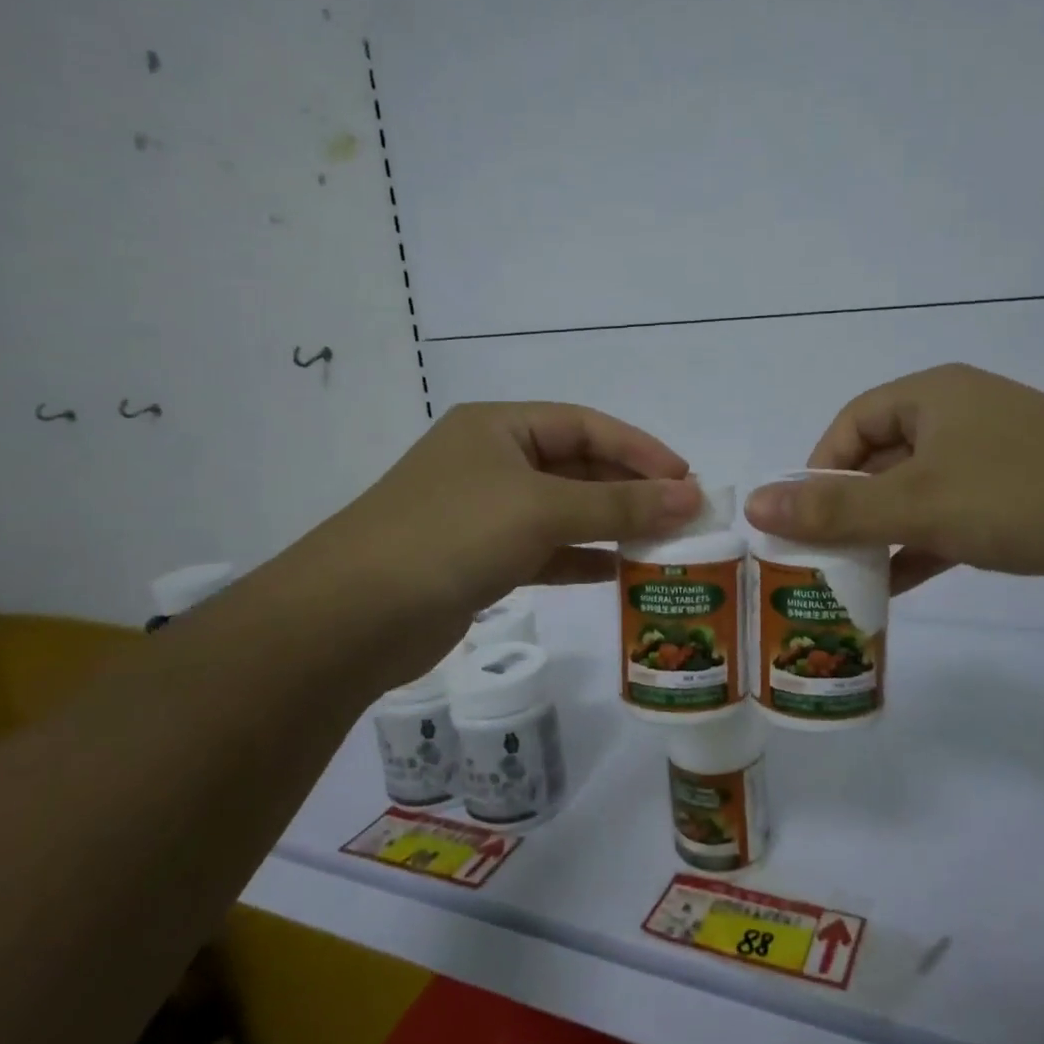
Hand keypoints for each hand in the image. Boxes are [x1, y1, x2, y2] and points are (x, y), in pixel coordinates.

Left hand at [278, 402, 700, 673]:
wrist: (352, 617)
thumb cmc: (452, 536)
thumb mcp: (542, 509)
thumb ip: (620, 504)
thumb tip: (691, 497)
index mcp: (499, 427)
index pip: (586, 426)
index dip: (640, 449)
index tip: (686, 479)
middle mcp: (491, 461)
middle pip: (577, 467)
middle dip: (630, 489)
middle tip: (682, 515)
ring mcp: (483, 512)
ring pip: (563, 510)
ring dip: (610, 524)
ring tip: (662, 543)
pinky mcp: (479, 559)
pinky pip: (544, 549)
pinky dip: (580, 557)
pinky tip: (617, 571)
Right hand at [743, 364, 1043, 601]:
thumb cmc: (1020, 494)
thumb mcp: (917, 502)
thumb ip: (835, 508)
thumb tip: (755, 503)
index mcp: (932, 396)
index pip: (851, 423)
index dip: (818, 468)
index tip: (801, 517)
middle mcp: (959, 419)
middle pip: (880, 460)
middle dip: (846, 508)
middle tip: (814, 555)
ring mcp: (991, 461)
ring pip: (914, 495)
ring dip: (881, 534)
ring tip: (844, 578)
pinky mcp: (1015, 502)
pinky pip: (949, 521)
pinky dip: (919, 549)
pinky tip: (893, 588)